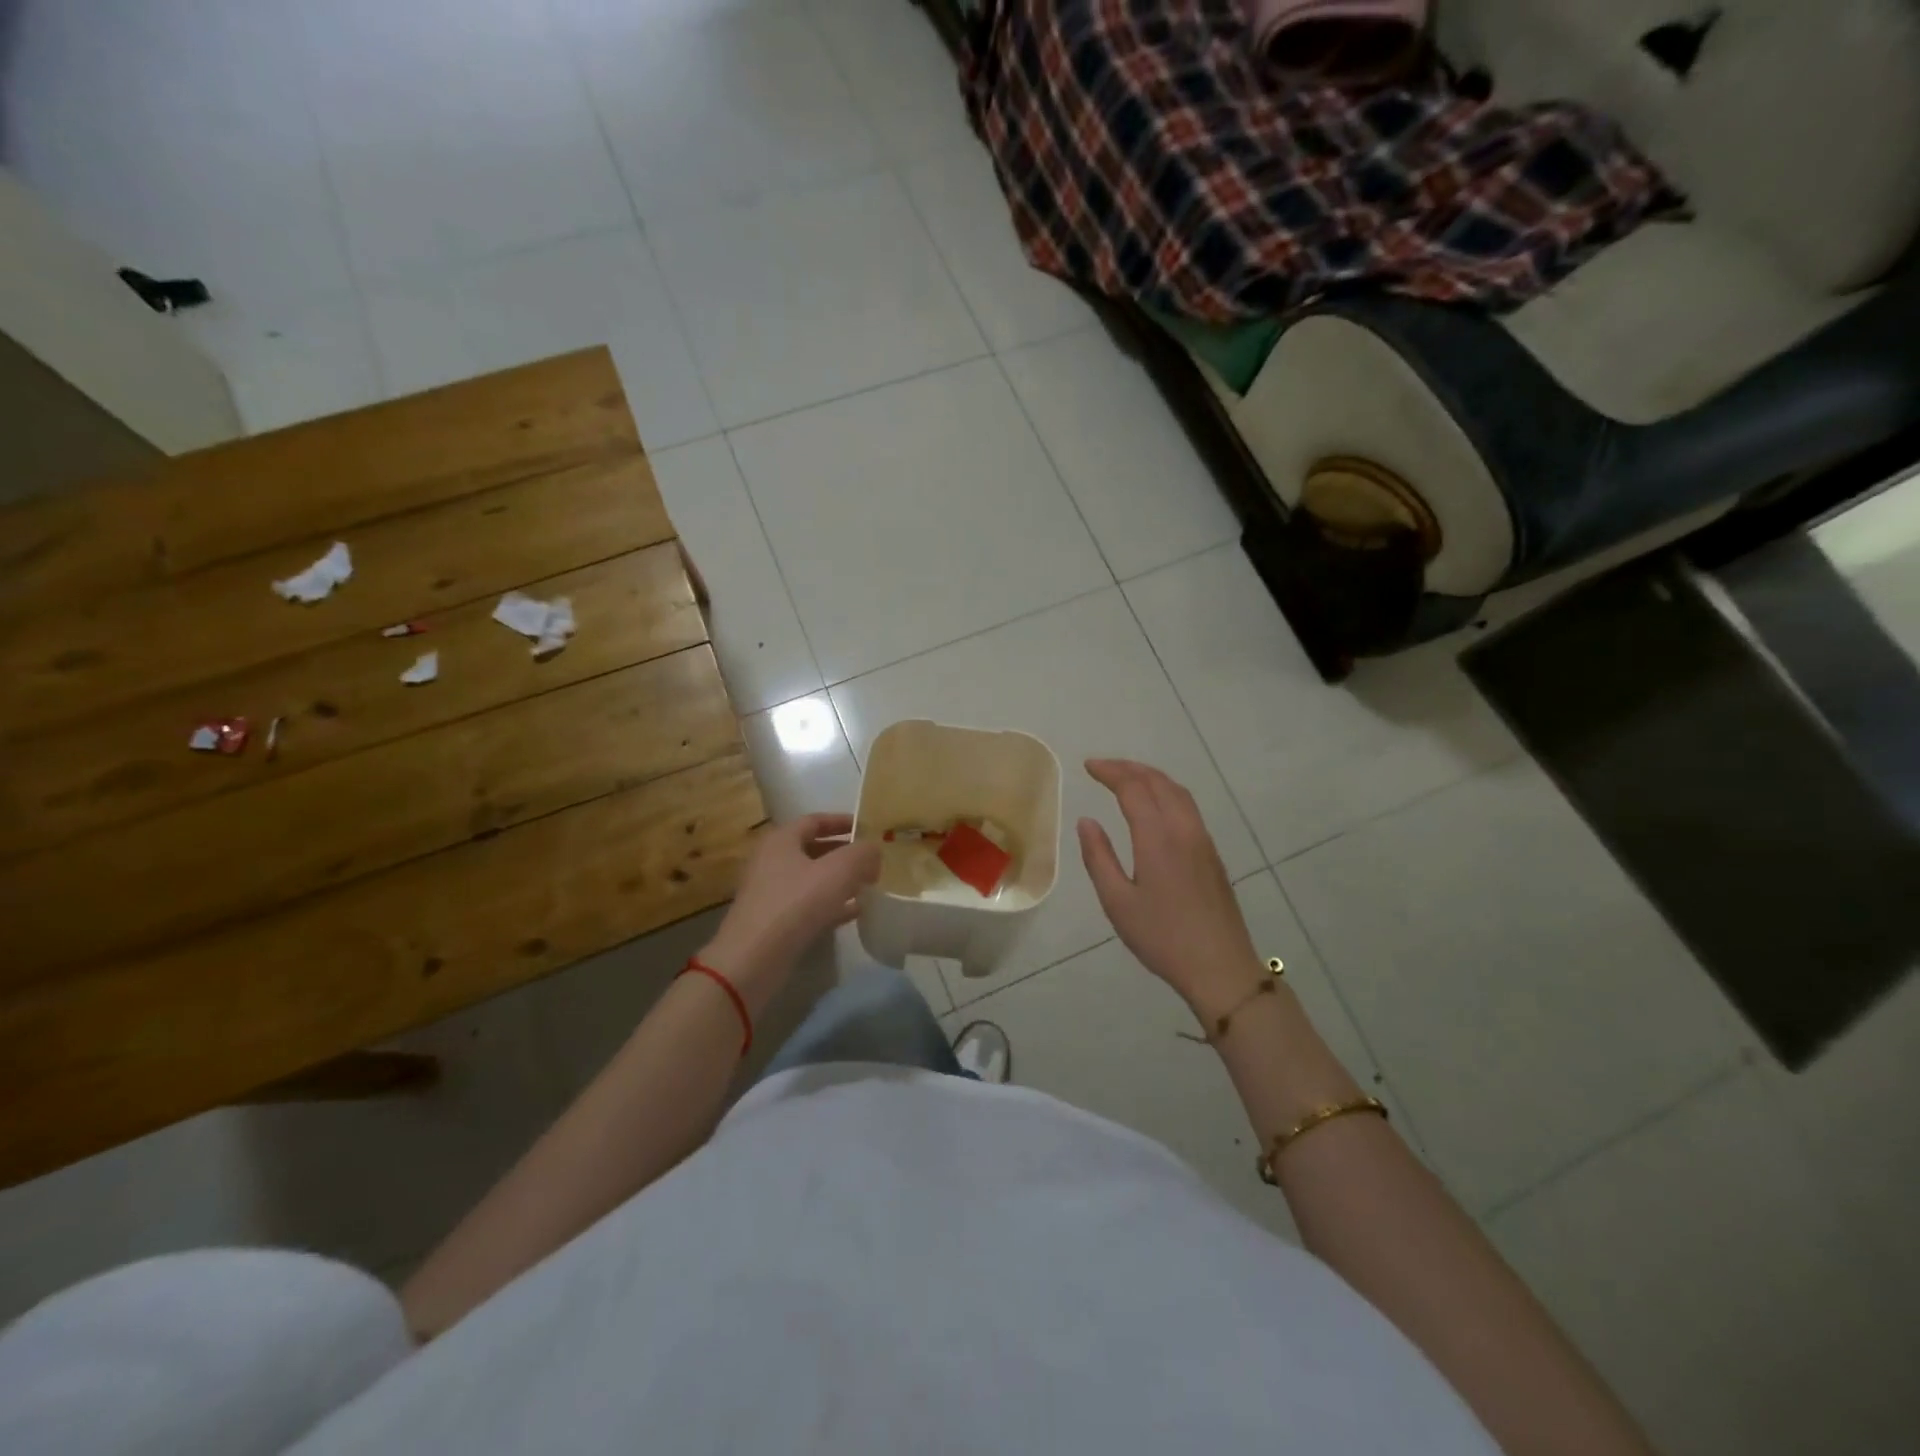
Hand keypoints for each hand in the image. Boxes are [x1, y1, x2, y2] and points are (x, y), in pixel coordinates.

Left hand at [701, 813, 879, 1010]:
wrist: (754, 959)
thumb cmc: (796, 903)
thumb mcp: (838, 871)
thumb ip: (862, 853)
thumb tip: (873, 849)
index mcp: (781, 840)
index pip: (815, 821)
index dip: (842, 821)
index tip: (867, 828)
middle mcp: (772, 861)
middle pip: (814, 849)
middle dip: (845, 853)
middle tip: (872, 859)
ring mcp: (771, 892)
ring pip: (813, 878)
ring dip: (840, 880)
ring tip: (870, 884)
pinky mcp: (775, 920)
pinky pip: (809, 904)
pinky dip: (832, 903)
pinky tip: (856, 911)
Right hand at [1077, 759, 1264, 1020]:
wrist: (1220, 967)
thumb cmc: (1162, 938)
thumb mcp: (1117, 902)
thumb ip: (1099, 858)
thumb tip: (1087, 822)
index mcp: (1157, 838)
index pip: (1133, 788)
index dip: (1110, 772)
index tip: (1088, 766)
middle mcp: (1183, 830)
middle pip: (1158, 782)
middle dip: (1129, 768)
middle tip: (1103, 767)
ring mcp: (1203, 841)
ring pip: (1178, 792)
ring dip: (1151, 777)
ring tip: (1127, 777)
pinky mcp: (1212, 854)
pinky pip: (1188, 807)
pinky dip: (1167, 792)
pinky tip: (1156, 805)